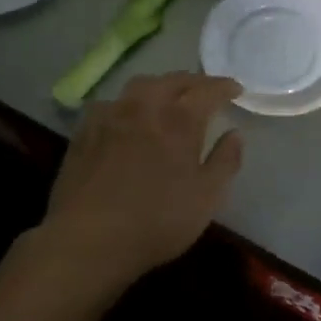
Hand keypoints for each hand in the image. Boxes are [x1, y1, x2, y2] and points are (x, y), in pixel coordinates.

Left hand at [38, 72, 244, 291]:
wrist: (87, 239)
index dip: (224, 87)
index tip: (236, 89)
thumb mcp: (206, 198)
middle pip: (172, 80)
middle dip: (193, 82)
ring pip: (140, 86)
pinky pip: (112, 104)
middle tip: (205, 90)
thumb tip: (234, 134)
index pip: (207, 90)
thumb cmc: (157, 221)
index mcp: (179, 120)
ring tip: (167, 97)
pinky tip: (127, 118)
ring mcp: (110, 115)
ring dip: (160, 86)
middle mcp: (145, 106)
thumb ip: (225, 161)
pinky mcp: (84, 131)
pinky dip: (128, 104)